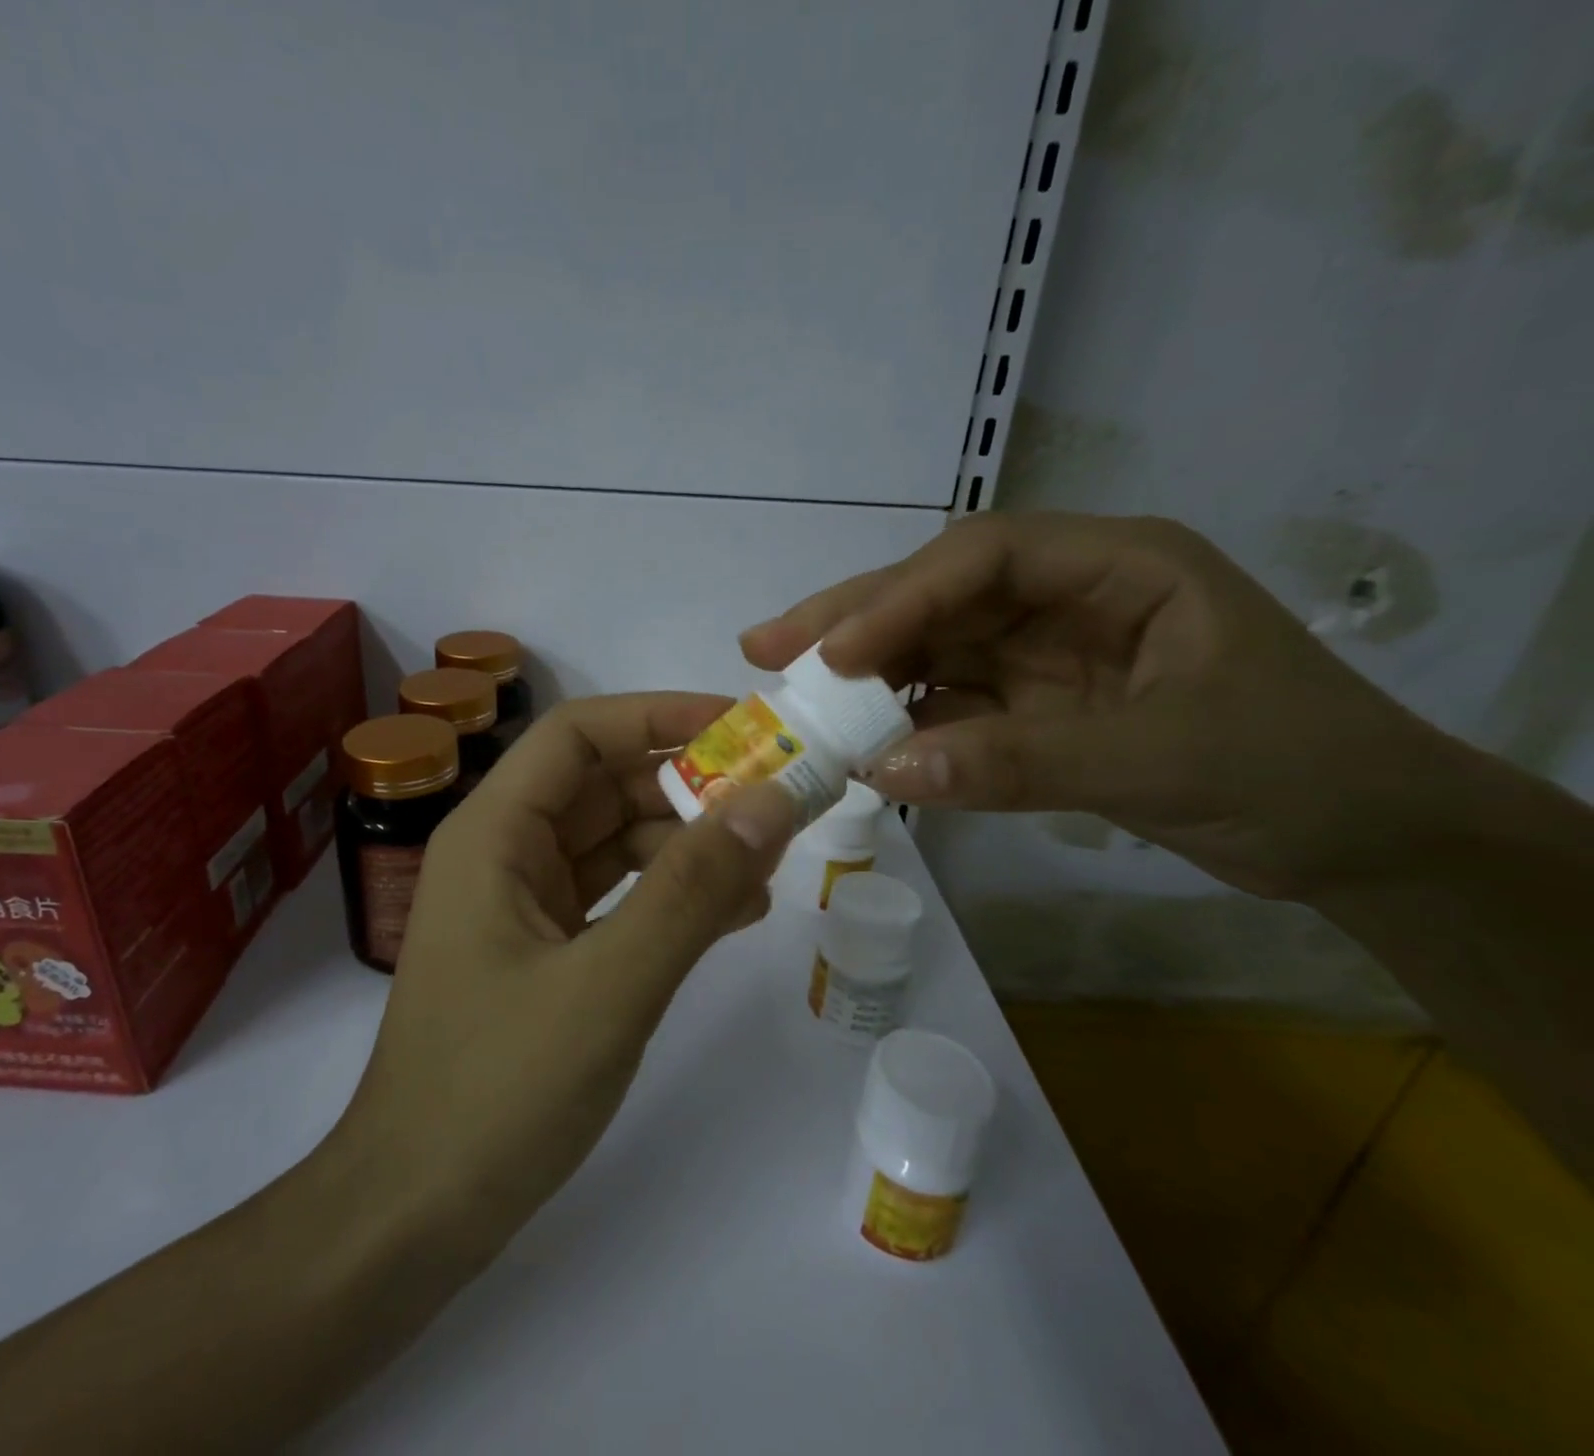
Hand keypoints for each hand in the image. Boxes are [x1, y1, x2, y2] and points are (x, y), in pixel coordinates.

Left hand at [338, 694, 799, 1256]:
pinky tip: (732, 912)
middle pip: (603, 785)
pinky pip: (616, 896)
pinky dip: (670, 894)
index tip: (743, 726)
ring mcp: (522, 903)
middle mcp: (503, 853)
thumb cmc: (497, 1091)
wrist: (415, 1215)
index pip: (579, 734)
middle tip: (778, 796)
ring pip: (615, 842)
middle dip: (688, 785)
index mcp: (494, 833)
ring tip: (768, 860)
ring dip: (688, 843)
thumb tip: (773, 802)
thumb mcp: (610, 985)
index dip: (659, 715)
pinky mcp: (544, 950)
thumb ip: (694, 890)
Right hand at [742, 512, 1454, 900]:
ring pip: (932, 650)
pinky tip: (857, 745)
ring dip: (864, 677)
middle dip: (852, 622)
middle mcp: (1066, 597)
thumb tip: (882, 770)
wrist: (1364, 842)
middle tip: (764, 648)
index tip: (832, 655)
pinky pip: (948, 706)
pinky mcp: (1031, 708)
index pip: (982, 559)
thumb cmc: (1297, 771)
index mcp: (1116, 566)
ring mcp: (1043, 655)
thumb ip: (1019, 760)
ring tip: (791, 698)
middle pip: (937, 596)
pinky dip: (902, 725)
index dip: (899, 599)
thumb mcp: (1163, 758)